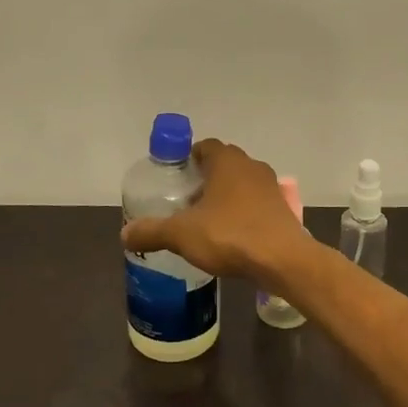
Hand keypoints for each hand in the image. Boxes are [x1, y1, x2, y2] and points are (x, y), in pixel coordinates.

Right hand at [121, 139, 307, 279]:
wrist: (283, 260)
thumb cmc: (230, 235)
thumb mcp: (182, 234)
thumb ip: (152, 231)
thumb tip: (124, 234)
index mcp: (227, 161)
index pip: (205, 146)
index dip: (188, 158)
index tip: (175, 179)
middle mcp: (251, 166)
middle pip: (224, 164)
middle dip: (205, 179)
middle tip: (185, 201)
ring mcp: (271, 187)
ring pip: (242, 184)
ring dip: (226, 196)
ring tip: (206, 221)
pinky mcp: (282, 209)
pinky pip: (256, 204)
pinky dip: (243, 213)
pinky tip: (231, 236)